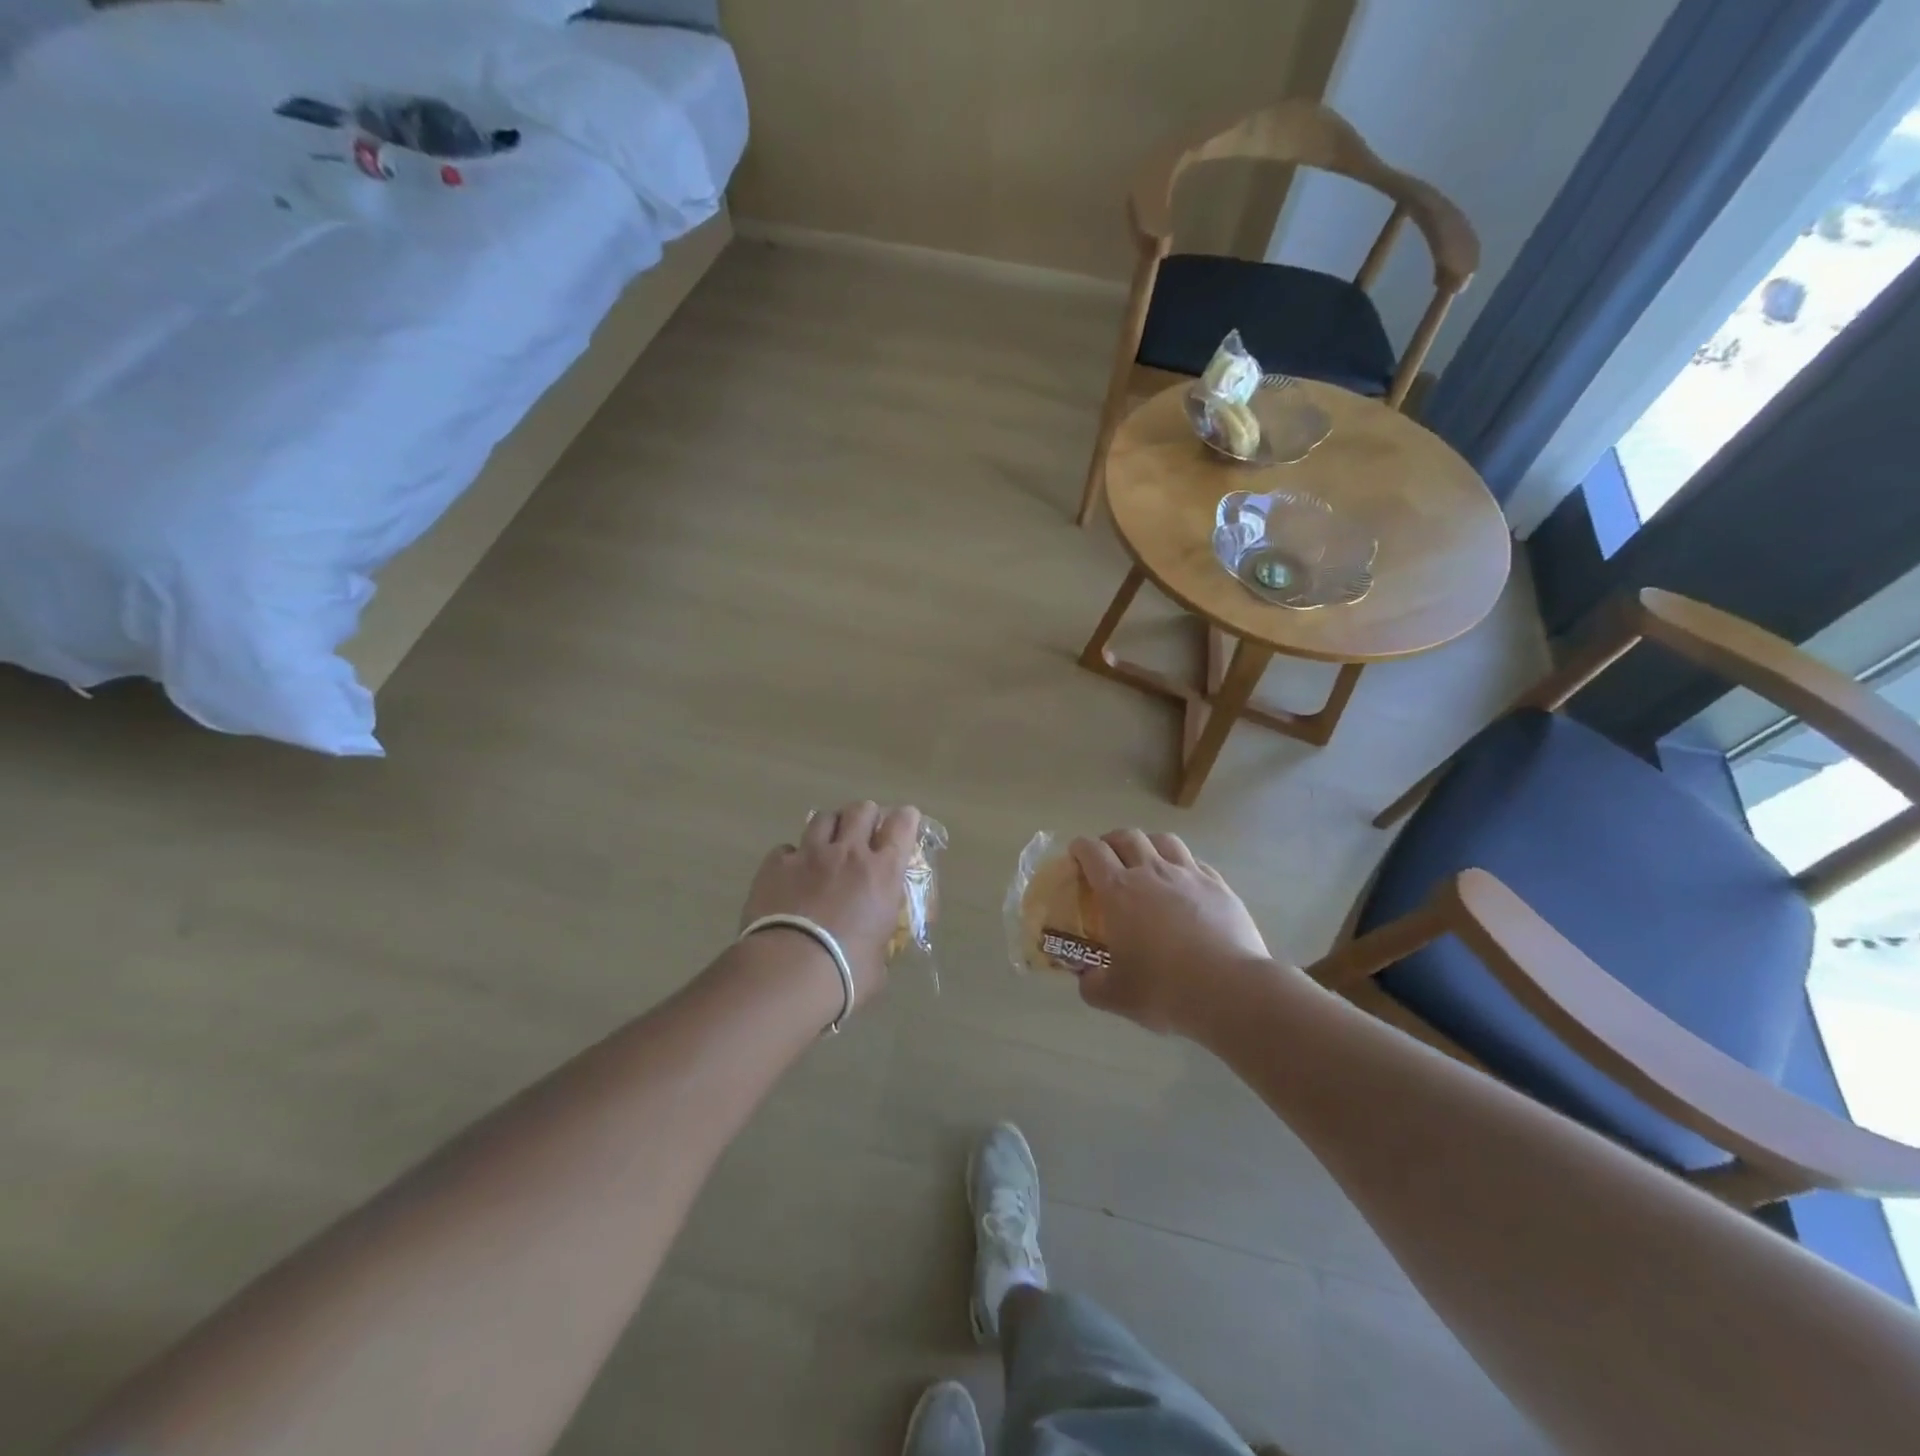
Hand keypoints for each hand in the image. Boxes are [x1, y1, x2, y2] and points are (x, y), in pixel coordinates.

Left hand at [740, 802, 921, 1008]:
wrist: (788, 971)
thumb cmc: (845, 972)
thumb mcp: (878, 960)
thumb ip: (878, 943)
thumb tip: (873, 952)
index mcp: (883, 873)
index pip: (902, 825)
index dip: (905, 818)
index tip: (905, 820)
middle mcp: (849, 853)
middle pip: (861, 810)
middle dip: (865, 817)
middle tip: (864, 832)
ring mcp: (809, 855)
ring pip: (823, 818)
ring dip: (830, 827)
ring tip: (827, 843)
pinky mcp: (775, 865)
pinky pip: (786, 848)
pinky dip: (792, 856)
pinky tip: (790, 872)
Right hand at [1069, 830, 1269, 1035]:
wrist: (1230, 991)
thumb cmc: (1165, 989)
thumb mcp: (1115, 996)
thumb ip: (1092, 984)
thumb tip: (1087, 978)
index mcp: (1119, 891)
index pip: (1092, 852)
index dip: (1080, 848)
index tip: (1075, 854)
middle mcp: (1152, 872)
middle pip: (1127, 837)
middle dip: (1111, 841)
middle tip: (1107, 857)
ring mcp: (1189, 875)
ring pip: (1163, 840)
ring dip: (1148, 844)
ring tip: (1146, 860)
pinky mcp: (1219, 886)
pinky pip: (1195, 862)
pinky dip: (1182, 865)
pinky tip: (1183, 883)